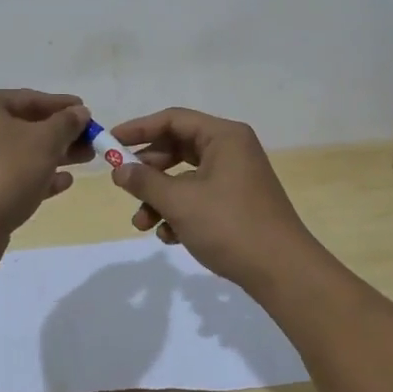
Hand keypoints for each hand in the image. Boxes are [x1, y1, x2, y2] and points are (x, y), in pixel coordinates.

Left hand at [0, 90, 92, 244]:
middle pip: (23, 125)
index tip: (88, 111)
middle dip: (60, 133)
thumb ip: (66, 123)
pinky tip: (64, 182)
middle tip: (91, 139)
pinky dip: (36, 176)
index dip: (61, 105)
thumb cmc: (4, 173)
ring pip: (19, 152)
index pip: (27, 98)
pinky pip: (10, 175)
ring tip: (86, 159)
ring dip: (53, 154)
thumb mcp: (44, 142)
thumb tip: (80, 112)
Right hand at [108, 108, 323, 293]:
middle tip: (123, 186)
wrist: (281, 271)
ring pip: (185, 178)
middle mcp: (231, 150)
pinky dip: (180, 213)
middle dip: (148, 171)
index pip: (173, 120)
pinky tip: (169, 237)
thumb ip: (145, 182)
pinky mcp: (237, 203)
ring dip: (160, 198)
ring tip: (142, 225)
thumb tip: (119, 169)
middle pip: (178, 148)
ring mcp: (236, 177)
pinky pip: (199, 197)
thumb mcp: (180, 202)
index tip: (110, 142)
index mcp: (224, 136)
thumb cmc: (230, 225)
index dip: (138, 129)